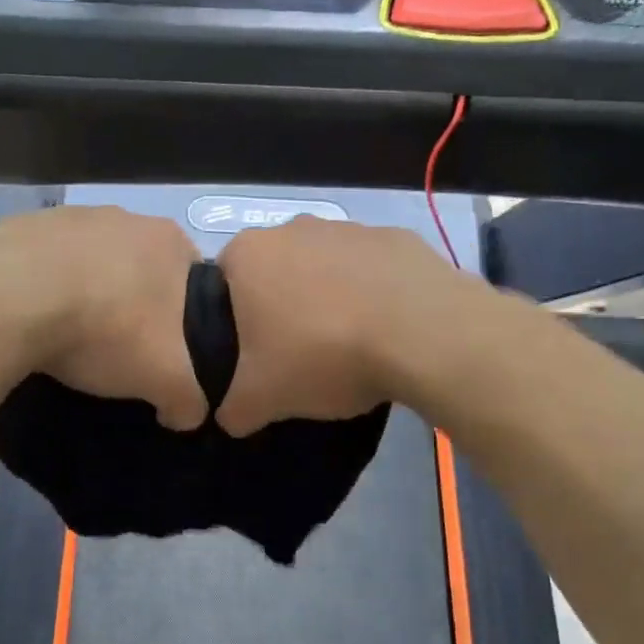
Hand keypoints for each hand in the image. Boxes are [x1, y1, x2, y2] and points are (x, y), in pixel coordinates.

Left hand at [0, 207, 207, 430]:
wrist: (9, 303)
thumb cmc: (105, 330)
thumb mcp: (165, 379)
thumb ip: (190, 399)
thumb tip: (187, 413)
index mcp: (169, 241)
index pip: (195, 281)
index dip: (186, 319)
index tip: (165, 351)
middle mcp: (125, 216)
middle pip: (141, 269)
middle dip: (134, 303)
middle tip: (119, 347)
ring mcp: (70, 215)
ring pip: (92, 262)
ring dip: (88, 291)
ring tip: (70, 334)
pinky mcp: (23, 226)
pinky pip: (45, 262)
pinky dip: (45, 285)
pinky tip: (34, 316)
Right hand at [215, 217, 464, 434]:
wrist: (423, 334)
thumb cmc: (322, 354)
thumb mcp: (261, 399)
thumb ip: (232, 409)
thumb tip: (231, 416)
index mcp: (248, 255)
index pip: (221, 285)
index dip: (232, 322)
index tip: (253, 355)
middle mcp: (293, 228)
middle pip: (274, 273)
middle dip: (281, 308)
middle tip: (297, 355)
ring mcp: (349, 227)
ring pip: (323, 269)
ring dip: (328, 300)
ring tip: (347, 347)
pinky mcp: (396, 238)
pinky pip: (370, 271)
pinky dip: (372, 295)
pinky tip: (385, 332)